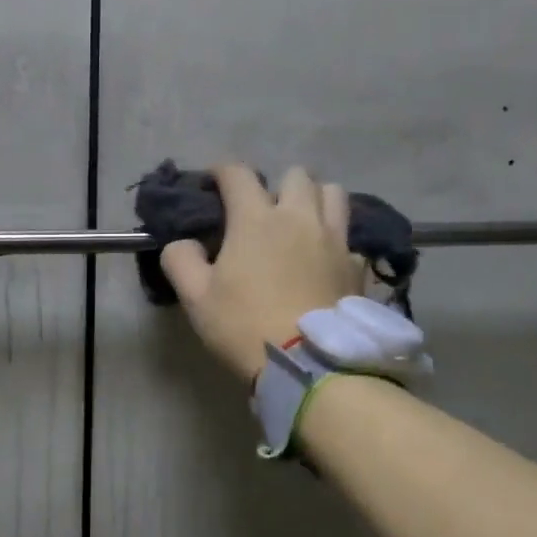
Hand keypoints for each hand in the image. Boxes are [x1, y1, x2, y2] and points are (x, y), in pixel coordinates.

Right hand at [160, 165, 364, 382]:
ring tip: (301, 221)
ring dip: (314, 198)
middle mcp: (299, 217)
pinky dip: (335, 237)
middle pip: (296, 175)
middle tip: (262, 209)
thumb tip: (182, 243)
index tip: (213, 181)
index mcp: (256, 219)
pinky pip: (348, 235)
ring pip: (333, 194)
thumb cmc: (244, 325)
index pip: (238, 173)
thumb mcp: (195, 297)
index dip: (222, 171)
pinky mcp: (356, 265)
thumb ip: (180, 260)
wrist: (309, 365)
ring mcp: (335, 239)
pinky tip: (323, 257)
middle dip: (276, 183)